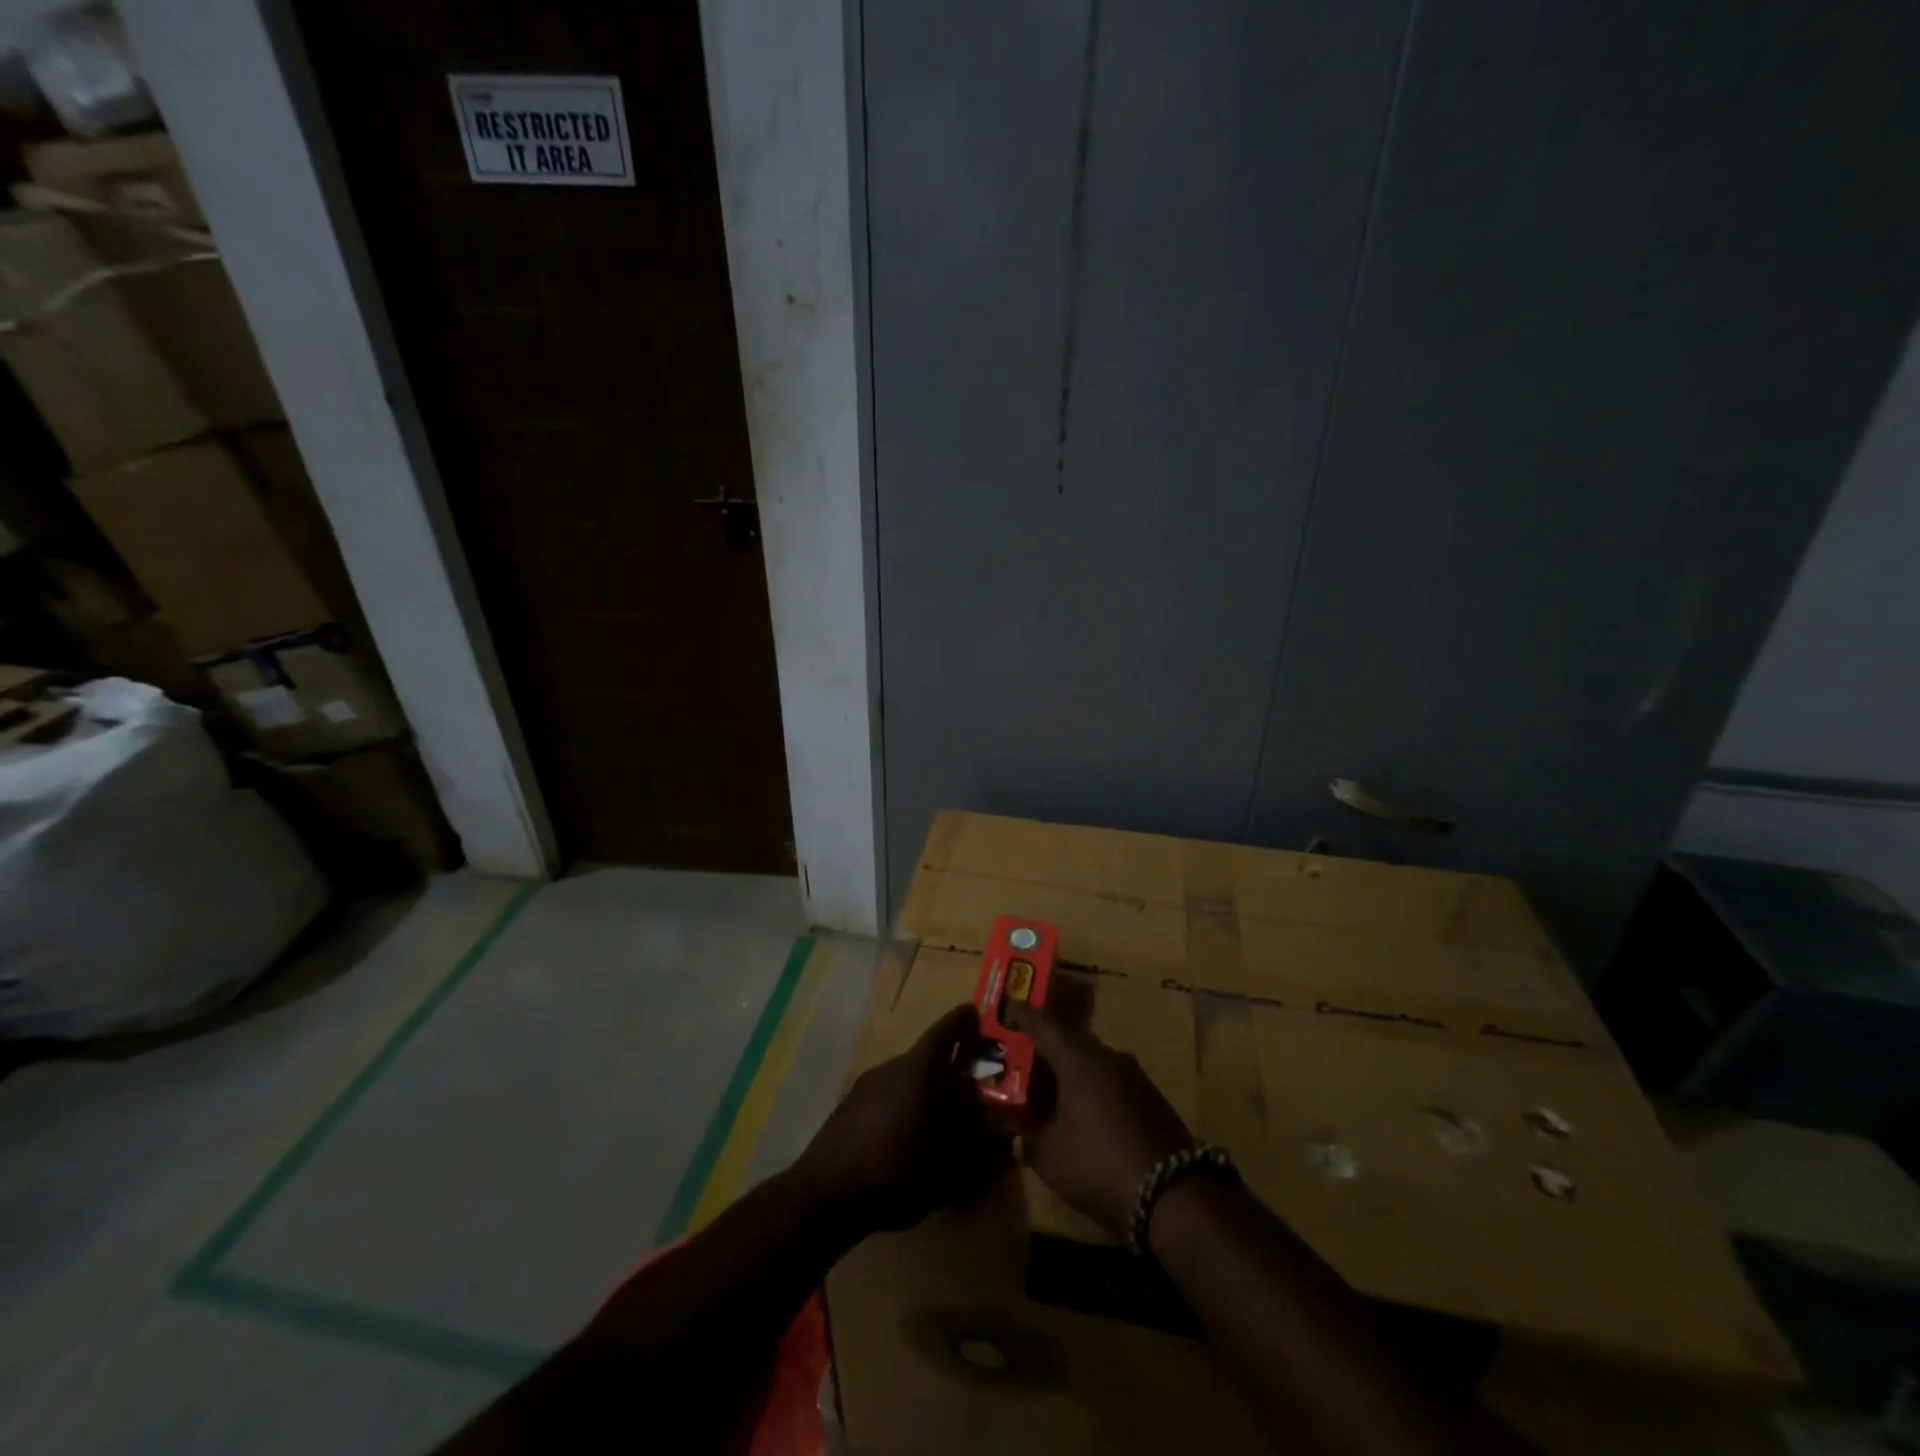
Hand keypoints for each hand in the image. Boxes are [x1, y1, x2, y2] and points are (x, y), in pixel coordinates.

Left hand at [795, 1003, 1004, 1235]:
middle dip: (946, 1067)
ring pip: (904, 1080)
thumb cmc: (894, 1171)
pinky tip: (906, 1137)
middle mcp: (889, 1069)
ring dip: (923, 1091)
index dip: (961, 1021)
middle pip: (924, 1058)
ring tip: (940, 1118)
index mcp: (915, 1071)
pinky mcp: (848, 1109)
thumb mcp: (944, 1160)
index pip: (943, 1033)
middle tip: (968, 1083)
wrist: (825, 1195)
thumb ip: (968, 1134)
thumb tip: (982, 1113)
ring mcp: (864, 1087)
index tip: (974, 1012)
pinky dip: (902, 1107)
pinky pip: (885, 1098)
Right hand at [1007, 1002, 1193, 1236]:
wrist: (1171, 1192)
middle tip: (1030, 1057)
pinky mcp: (1154, 1102)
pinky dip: (1097, 1093)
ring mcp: (1136, 1078)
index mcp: (1078, 1060)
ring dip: (1076, 1074)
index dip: (1026, 1018)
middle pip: (1072, 1044)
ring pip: (1096, 1065)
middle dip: (1051, 1050)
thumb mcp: (1049, 1157)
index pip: (1045, 1028)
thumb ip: (1028, 1141)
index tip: (1013, 1004)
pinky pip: (1115, 1086)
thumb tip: (1016, 1138)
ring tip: (1056, 1090)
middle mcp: (1108, 1058)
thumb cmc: (1097, 1162)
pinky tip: (1089, 1115)